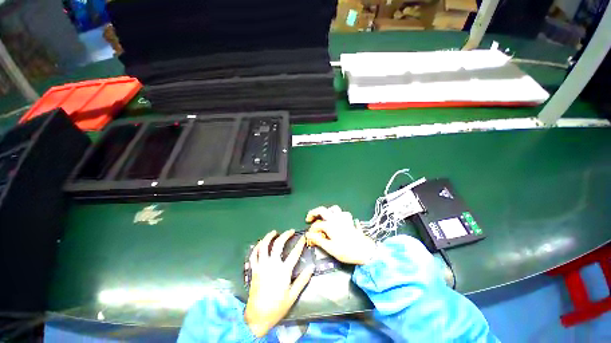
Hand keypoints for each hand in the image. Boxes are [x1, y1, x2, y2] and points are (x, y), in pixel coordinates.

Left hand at [244, 230, 314, 337]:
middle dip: (285, 235)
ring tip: (274, 232)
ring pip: (264, 246)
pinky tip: (261, 243)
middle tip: (290, 231)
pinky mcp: (254, 270)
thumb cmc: (277, 307)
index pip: (294, 253)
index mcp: (283, 271)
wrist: (257, 317)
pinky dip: (257, 247)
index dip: (300, 244)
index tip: (303, 237)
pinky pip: (254, 255)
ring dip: (269, 237)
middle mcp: (272, 265)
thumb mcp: (292, 296)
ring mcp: (261, 266)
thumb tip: (311, 267)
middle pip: (278, 244)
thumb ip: (302, 280)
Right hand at [305, 205, 376, 264]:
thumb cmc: (347, 251)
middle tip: (309, 218)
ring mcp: (343, 218)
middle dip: (313, 213)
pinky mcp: (349, 220)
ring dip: (327, 211)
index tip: (309, 236)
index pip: (317, 225)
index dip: (311, 231)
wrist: (365, 251)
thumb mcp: (330, 248)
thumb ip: (318, 240)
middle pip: (322, 210)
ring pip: (333, 209)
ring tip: (323, 217)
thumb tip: (308, 234)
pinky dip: (338, 214)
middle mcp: (336, 219)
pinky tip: (337, 220)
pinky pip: (343, 213)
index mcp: (330, 225)